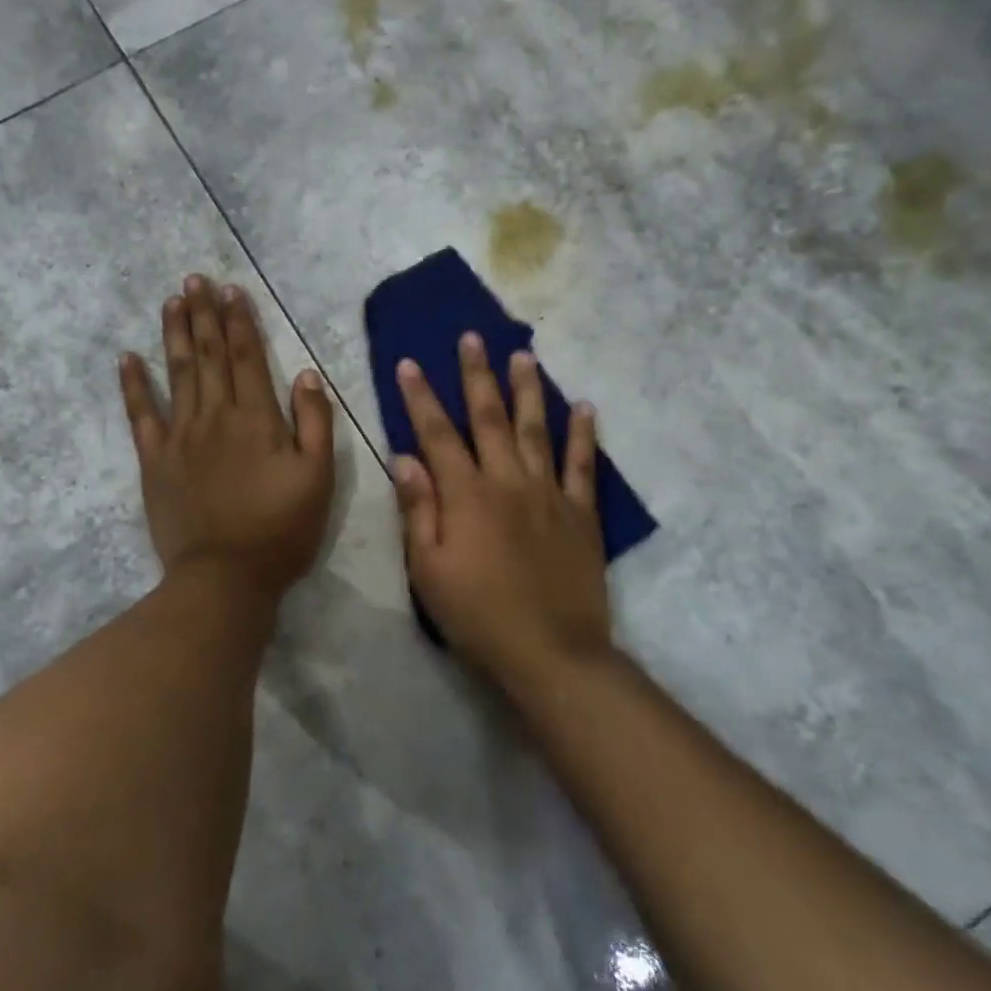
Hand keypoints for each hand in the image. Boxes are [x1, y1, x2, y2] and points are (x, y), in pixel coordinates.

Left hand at [120, 275, 335, 604]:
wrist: (225, 578)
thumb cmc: (280, 530)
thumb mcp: (318, 478)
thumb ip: (315, 423)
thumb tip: (305, 374)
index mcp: (257, 418)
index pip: (247, 357)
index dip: (239, 321)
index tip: (231, 290)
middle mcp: (215, 416)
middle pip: (208, 355)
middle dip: (204, 314)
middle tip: (195, 279)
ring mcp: (180, 436)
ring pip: (176, 373)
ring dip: (175, 334)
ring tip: (172, 300)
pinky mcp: (155, 461)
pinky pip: (141, 415)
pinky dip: (133, 384)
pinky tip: (127, 358)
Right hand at [394, 333, 611, 686]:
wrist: (551, 652)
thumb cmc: (478, 615)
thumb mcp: (429, 569)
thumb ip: (418, 509)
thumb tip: (405, 457)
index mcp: (466, 495)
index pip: (437, 434)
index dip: (421, 397)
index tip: (410, 363)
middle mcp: (507, 480)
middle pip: (489, 417)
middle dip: (477, 375)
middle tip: (473, 337)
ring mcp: (549, 493)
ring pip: (537, 429)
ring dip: (528, 390)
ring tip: (524, 355)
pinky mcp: (581, 513)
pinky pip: (582, 465)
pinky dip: (583, 434)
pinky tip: (585, 407)